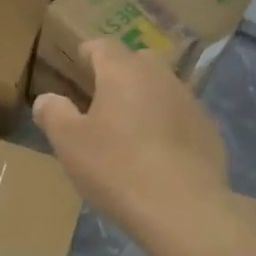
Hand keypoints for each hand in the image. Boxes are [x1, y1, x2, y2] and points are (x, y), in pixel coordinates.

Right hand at [33, 39, 229, 242]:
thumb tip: (46, 99)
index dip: (89, 52)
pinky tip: (159, 154)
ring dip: (146, 99)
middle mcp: (160, 77)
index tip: (80, 63)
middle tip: (103, 97)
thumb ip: (54, 114)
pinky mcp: (209, 131)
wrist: (183, 208)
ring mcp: (190, 102)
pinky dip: (168, 125)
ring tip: (131, 128)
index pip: (104, 46)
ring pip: (163, 88)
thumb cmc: (116, 168)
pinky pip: (182, 117)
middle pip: (138, 61)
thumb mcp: (70, 143)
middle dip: (120, 72)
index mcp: (123, 72)